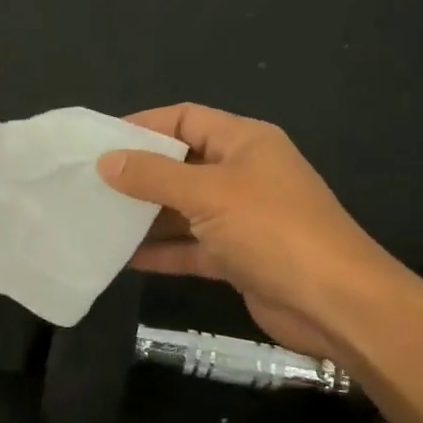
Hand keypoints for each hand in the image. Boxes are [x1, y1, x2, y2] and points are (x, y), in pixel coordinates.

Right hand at [97, 104, 395, 357]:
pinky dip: (162, 251)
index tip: (100, 141)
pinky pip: (191, 247)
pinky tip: (123, 257)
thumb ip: (154, 176)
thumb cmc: (273, 230)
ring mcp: (241, 218)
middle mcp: (243, 174)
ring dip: (145, 216)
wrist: (334, 303)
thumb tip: (107, 161)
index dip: (144, 125)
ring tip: (96, 219)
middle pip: (181, 164)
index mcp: (245, 142)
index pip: (186, 118)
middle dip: (139, 174)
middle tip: (89, 183)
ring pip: (183, 209)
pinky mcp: (237, 257)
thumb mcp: (209, 194)